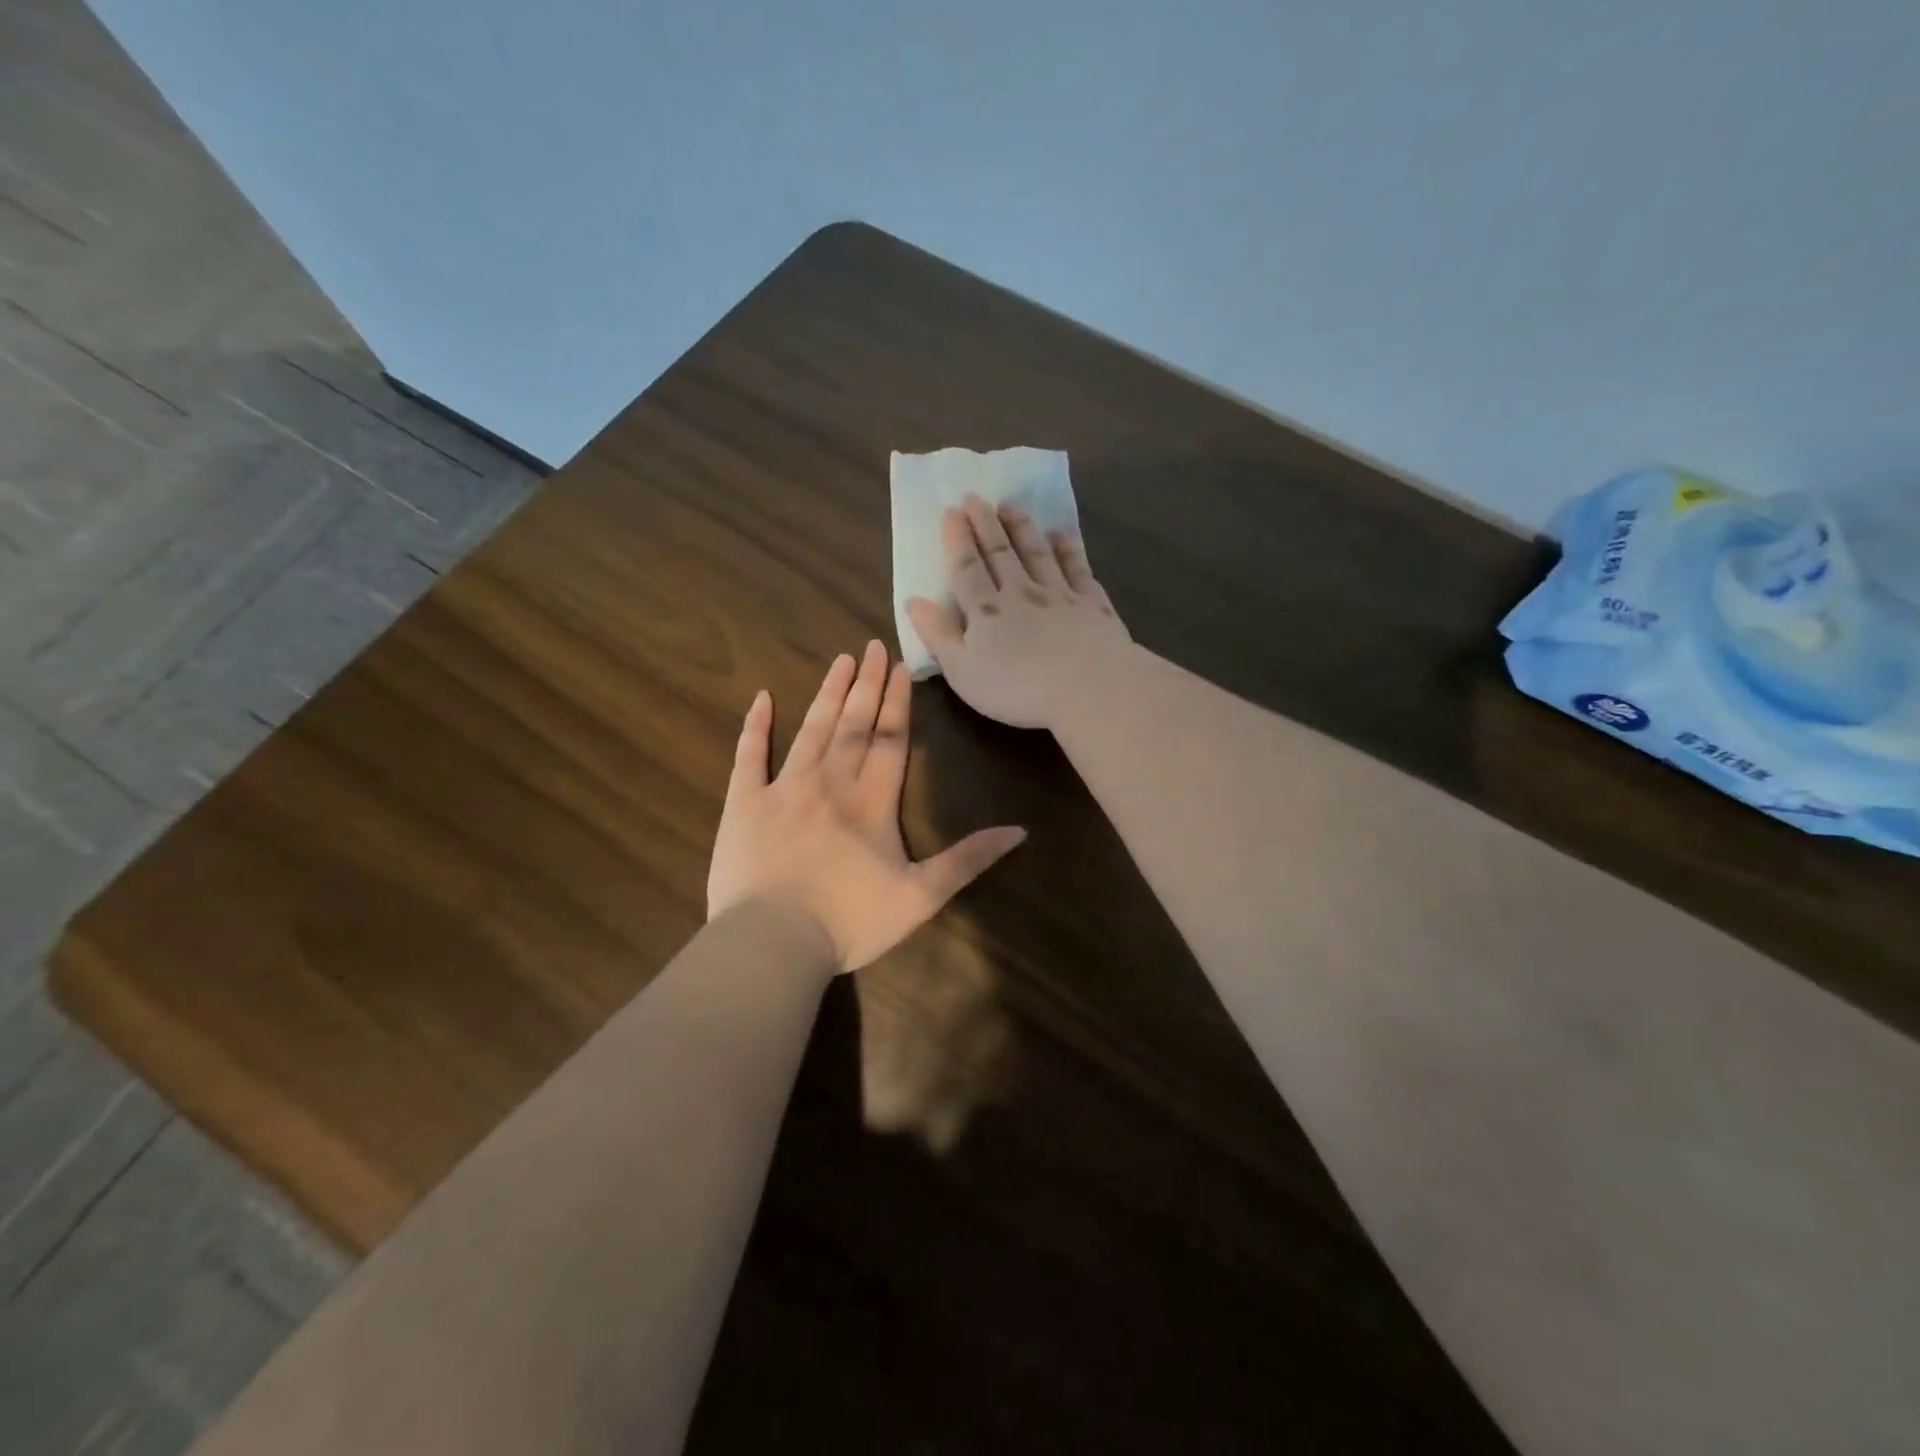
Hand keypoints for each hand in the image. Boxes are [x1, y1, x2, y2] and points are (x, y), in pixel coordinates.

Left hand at [707, 640, 1026, 972]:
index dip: (898, 701)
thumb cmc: (850, 921)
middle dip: (867, 684)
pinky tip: (760, 698)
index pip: (891, 738)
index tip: (902, 666)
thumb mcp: (921, 896)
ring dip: (827, 693)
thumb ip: (968, 859)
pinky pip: (748, 756)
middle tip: (873, 646)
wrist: (773, 941)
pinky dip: (754, 727)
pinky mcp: (744, 803)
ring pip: (811, 730)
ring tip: (840, 660)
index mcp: (872, 800)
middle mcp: (831, 781)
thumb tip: (1019, 831)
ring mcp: (784, 788)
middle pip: (854, 723)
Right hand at [906, 495, 1132, 729]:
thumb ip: (939, 635)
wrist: (1089, 687)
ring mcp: (1060, 595)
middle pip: (1000, 554)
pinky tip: (1063, 535)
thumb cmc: (1017, 688)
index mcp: (986, 611)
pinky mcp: (1093, 605)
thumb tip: (914, 601)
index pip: (967, 569)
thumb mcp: (963, 671)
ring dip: (1023, 528)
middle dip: (986, 524)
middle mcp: (1021, 593)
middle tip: (976, 497)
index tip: (951, 511)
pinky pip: (1078, 569)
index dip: (957, 540)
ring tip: (1012, 506)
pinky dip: (1069, 549)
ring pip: (1037, 553)